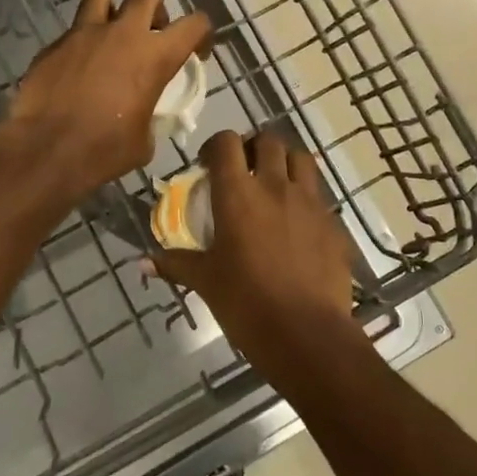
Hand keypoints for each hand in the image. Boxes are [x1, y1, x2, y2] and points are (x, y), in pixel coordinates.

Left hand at [0, 0, 210, 197]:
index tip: (196, 53)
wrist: (45, 150)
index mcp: (155, 56)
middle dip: (155, 10)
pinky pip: (73, 31)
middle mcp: (122, 33)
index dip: (202, 34)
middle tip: (152, 34)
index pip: (194, 23)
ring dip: (113, 10)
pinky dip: (81, 43)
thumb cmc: (104, 150)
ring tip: (111, 36)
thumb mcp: (144, 140)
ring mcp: (84, 34)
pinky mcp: (54, 45)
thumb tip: (141, 116)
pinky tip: (77, 68)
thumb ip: (149, 114)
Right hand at [148, 130, 362, 385]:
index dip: (215, 146)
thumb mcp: (205, 282)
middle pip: (268, 140)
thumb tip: (143, 262)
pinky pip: (319, 196)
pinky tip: (297, 224)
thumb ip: (175, 264)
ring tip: (274, 184)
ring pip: (301, 158)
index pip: (226, 143)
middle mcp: (275, 186)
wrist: (307, 335)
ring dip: (285, 162)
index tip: (208, 164)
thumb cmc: (246, 304)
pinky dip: (306, 198)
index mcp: (238, 194)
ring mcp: (310, 202)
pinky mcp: (334, 223)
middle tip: (244, 170)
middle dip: (253, 148)